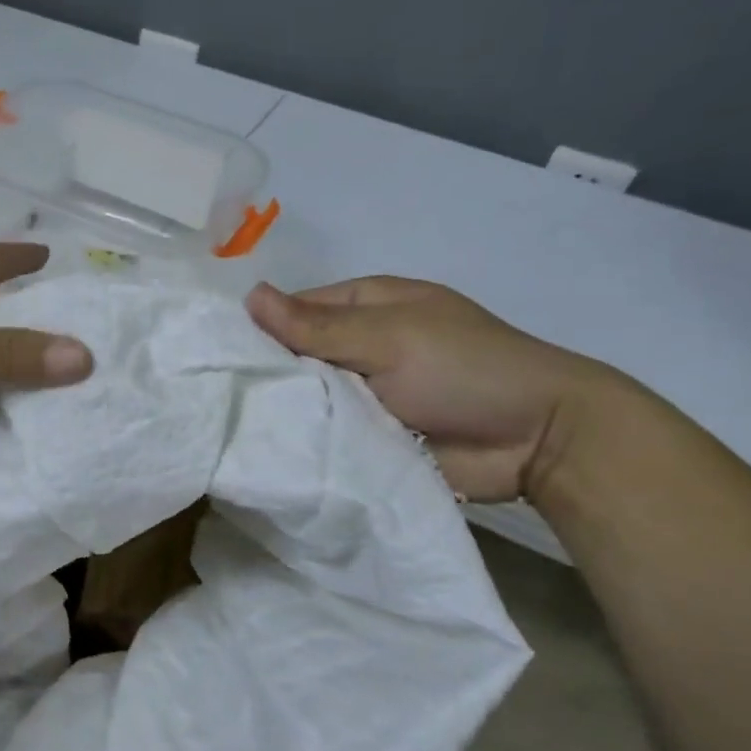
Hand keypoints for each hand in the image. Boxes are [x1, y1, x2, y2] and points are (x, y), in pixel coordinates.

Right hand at [247, 277, 613, 502]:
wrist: (536, 440)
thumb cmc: (463, 368)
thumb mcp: (388, 337)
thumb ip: (317, 326)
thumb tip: (249, 296)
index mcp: (365, 306)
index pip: (294, 310)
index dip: (258, 328)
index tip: (214, 354)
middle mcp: (358, 347)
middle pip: (296, 357)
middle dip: (266, 375)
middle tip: (215, 399)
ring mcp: (363, 395)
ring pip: (307, 400)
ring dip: (283, 413)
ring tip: (229, 429)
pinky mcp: (368, 438)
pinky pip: (326, 436)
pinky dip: (304, 442)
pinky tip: (264, 453)